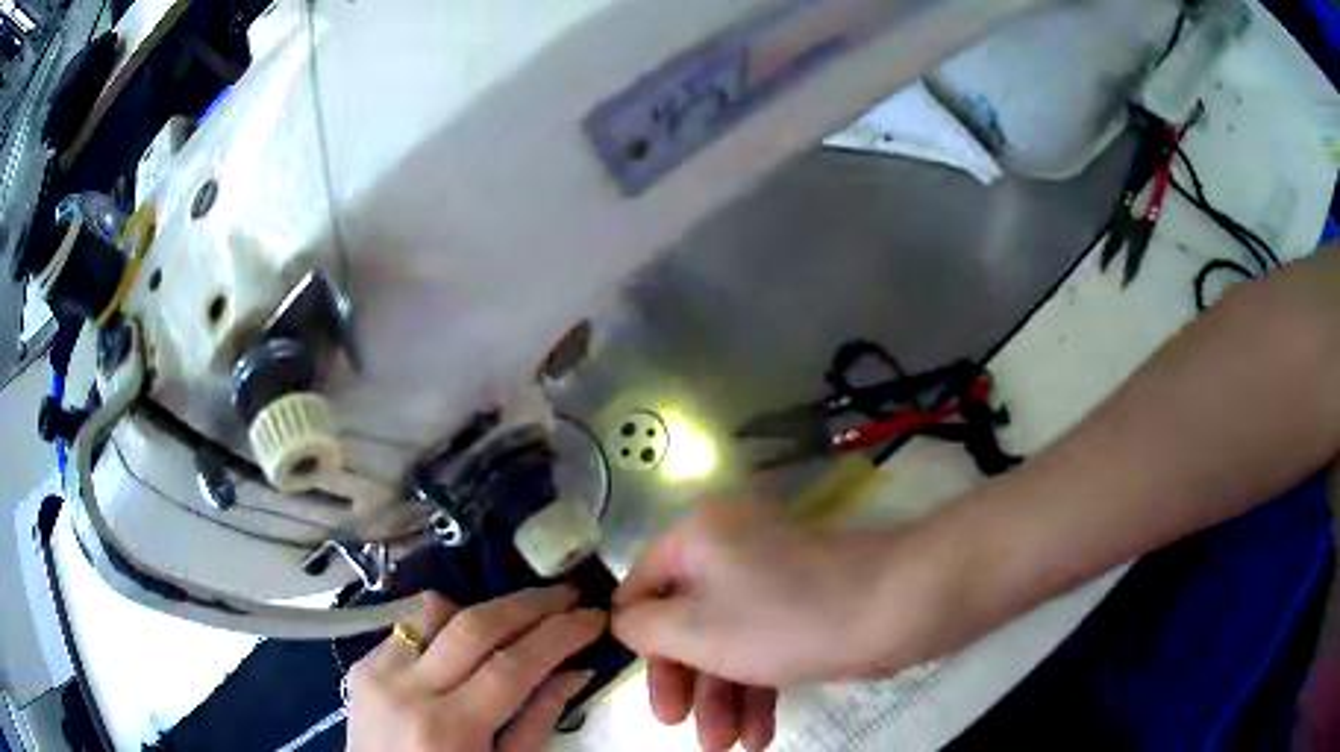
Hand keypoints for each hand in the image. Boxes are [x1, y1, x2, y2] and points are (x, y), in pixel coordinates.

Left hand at [346, 586, 604, 751]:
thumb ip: (537, 721)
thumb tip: (574, 670)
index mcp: (449, 728)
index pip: (513, 665)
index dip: (559, 634)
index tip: (592, 616)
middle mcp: (407, 690)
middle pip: (474, 625)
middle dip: (528, 604)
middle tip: (567, 595)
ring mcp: (377, 671)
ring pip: (435, 611)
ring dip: (481, 609)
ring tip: (515, 619)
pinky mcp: (360, 664)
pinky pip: (408, 626)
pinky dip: (444, 625)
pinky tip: (463, 643)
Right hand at [613, 500, 952, 750]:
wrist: (894, 608)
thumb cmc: (782, 617)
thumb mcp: (695, 628)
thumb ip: (644, 627)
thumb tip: (624, 622)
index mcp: (697, 541)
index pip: (642, 587)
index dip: (635, 638)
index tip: (637, 684)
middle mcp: (730, 554)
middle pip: (685, 624)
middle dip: (685, 683)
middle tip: (679, 726)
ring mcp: (771, 584)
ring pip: (727, 644)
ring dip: (722, 699)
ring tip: (725, 746)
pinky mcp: (802, 612)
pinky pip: (764, 651)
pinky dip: (756, 691)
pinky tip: (760, 735)